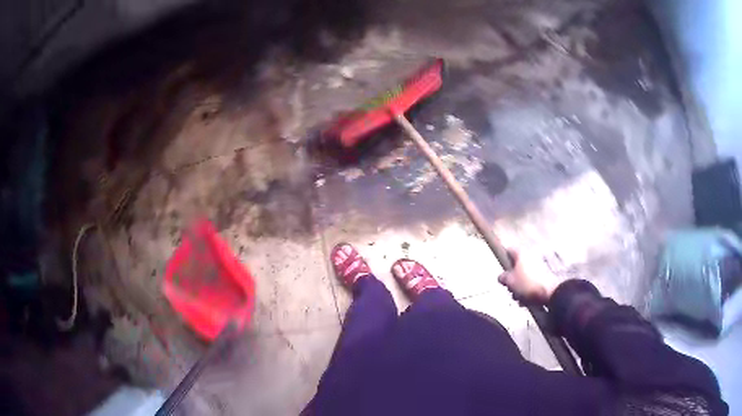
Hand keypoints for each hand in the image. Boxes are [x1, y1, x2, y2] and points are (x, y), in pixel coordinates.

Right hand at [498, 250, 561, 303]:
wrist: (551, 292)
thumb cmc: (527, 284)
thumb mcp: (510, 281)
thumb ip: (503, 278)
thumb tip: (501, 276)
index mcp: (521, 254)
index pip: (508, 251)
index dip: (503, 260)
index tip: (501, 271)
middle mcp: (530, 256)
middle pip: (516, 266)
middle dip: (512, 279)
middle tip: (510, 290)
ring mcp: (539, 266)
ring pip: (524, 275)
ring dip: (519, 287)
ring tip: (519, 299)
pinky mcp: (545, 276)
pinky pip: (532, 281)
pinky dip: (528, 290)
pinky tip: (526, 301)